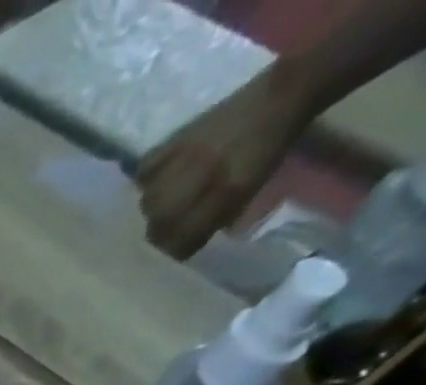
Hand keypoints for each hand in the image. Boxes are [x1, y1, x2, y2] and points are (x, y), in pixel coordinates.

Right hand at [136, 63, 311, 258]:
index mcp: (226, 193)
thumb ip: (214, 220)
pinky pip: (145, 171)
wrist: (280, 97)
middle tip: (169, 225)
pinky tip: (158, 177)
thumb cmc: (269, 150)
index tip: (181, 243)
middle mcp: (202, 177)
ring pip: (147, 201)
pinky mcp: (177, 137)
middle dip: (160, 231)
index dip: (177, 248)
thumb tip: (185, 241)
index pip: (179, 242)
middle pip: (156, 225)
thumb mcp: (249, 194)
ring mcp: (187, 156)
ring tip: (165, 200)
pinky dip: (147, 179)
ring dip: (153, 206)